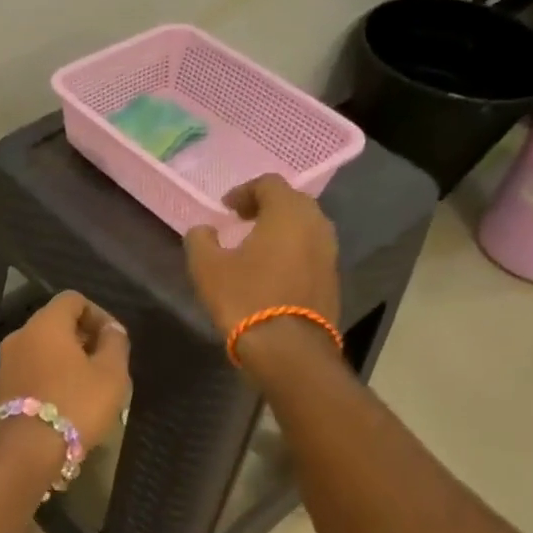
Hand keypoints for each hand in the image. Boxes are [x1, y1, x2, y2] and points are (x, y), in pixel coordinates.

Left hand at [0, 291, 130, 451]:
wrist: (24, 452)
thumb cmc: (75, 405)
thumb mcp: (111, 374)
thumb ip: (115, 344)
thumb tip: (111, 329)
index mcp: (45, 324)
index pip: (72, 299)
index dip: (97, 314)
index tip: (113, 339)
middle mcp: (17, 337)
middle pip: (51, 325)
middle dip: (79, 340)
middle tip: (102, 365)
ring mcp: (0, 366)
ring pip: (36, 353)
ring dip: (58, 363)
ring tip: (82, 388)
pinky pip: (23, 379)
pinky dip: (40, 384)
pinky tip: (55, 406)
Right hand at [184, 174, 341, 336]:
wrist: (288, 349)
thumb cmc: (245, 298)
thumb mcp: (206, 267)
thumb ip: (200, 239)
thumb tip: (203, 230)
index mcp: (288, 213)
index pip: (269, 183)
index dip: (244, 191)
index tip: (226, 208)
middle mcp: (316, 225)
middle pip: (292, 202)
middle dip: (266, 207)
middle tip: (242, 221)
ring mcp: (329, 253)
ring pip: (305, 227)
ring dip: (281, 230)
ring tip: (256, 246)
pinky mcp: (333, 279)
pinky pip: (311, 252)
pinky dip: (292, 251)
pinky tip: (272, 271)